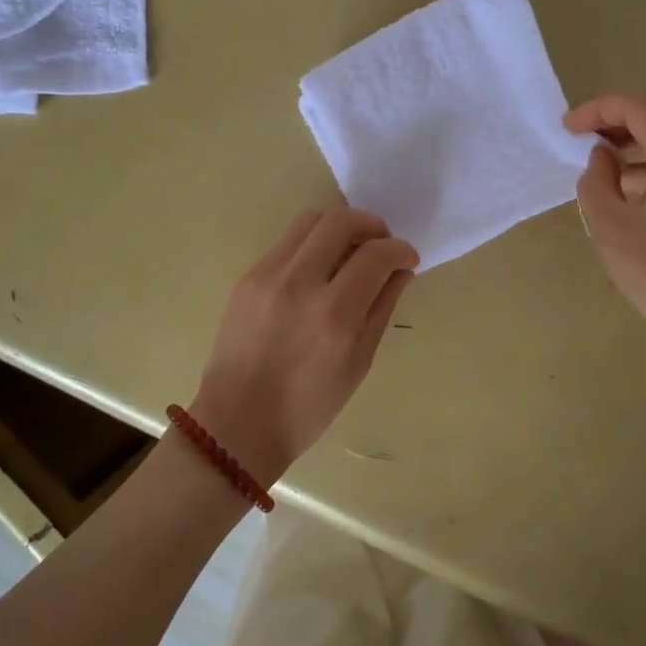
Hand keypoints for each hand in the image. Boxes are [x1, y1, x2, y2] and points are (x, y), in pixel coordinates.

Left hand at [190, 207, 417, 483]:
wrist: (238, 424)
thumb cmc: (308, 406)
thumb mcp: (359, 362)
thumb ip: (382, 307)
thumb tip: (400, 270)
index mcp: (335, 314)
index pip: (377, 255)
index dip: (400, 249)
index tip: (407, 259)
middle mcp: (300, 284)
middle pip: (341, 221)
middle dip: (372, 224)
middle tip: (381, 245)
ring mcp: (268, 276)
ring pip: (310, 221)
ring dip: (339, 226)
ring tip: (351, 248)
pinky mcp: (247, 277)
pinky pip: (287, 243)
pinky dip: (312, 244)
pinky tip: (319, 267)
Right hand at [565, 93, 645, 383]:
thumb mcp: (611, 229)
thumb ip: (596, 182)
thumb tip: (602, 159)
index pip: (639, 108)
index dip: (599, 110)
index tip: (568, 129)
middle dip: (613, 126)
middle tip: (578, 145)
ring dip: (629, 151)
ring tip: (596, 176)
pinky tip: (625, 200)